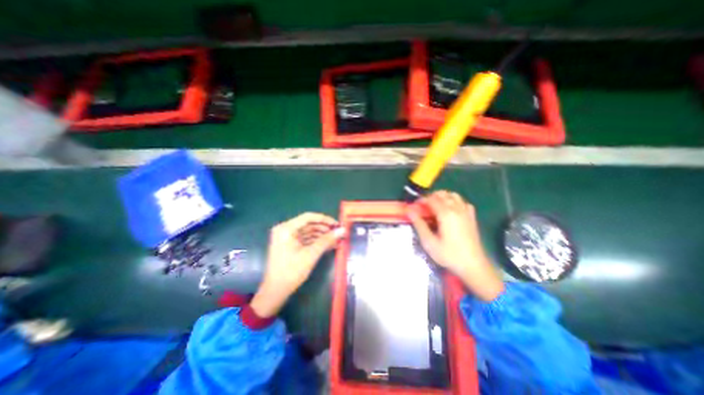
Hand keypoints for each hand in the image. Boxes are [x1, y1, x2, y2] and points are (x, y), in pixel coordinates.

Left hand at [252, 214, 344, 317]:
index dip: (325, 219)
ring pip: (309, 232)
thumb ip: (327, 240)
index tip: (337, 224)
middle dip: (325, 229)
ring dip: (322, 236)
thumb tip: (342, 230)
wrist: (275, 291)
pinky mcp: (290, 244)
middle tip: (339, 233)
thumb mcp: (311, 255)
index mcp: (286, 228)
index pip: (308, 217)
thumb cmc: (291, 271)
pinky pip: (306, 239)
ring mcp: (287, 237)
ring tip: (337, 240)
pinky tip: (329, 245)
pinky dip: (317, 241)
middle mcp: (286, 229)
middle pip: (309, 224)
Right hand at [411, 190, 502, 299]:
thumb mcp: (429, 242)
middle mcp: (457, 209)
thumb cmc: (449, 255)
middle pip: (442, 194)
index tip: (414, 206)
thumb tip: (410, 211)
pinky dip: (454, 201)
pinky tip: (450, 210)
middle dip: (430, 197)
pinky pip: (462, 202)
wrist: (473, 266)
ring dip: (442, 197)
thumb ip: (419, 224)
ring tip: (434, 207)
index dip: (421, 200)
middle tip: (422, 207)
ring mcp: (466, 212)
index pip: (431, 199)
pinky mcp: (471, 217)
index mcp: (446, 214)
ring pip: (453, 195)